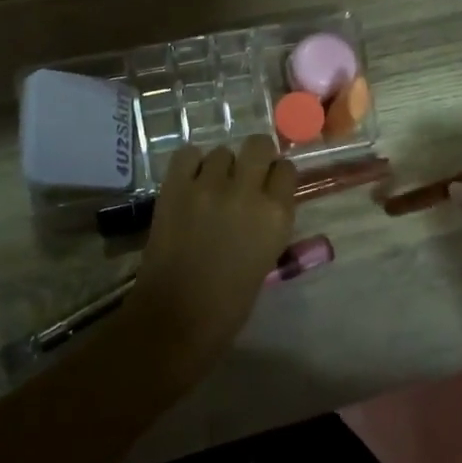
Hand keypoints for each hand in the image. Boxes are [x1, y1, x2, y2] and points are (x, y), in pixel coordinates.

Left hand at [124, 136, 296, 369]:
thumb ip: (268, 221)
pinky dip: (190, 164)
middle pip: (257, 145)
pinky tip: (189, 182)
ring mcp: (208, 185)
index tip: (268, 184)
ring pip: (221, 152)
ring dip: (219, 166)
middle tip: (242, 175)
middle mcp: (247, 191)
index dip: (276, 174)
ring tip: (209, 187)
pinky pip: (187, 155)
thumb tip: (262, 199)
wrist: (177, 318)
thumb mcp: (267, 256)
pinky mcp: (175, 187)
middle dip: (253, 156)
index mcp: (277, 214)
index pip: (286, 168)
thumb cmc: (230, 303)